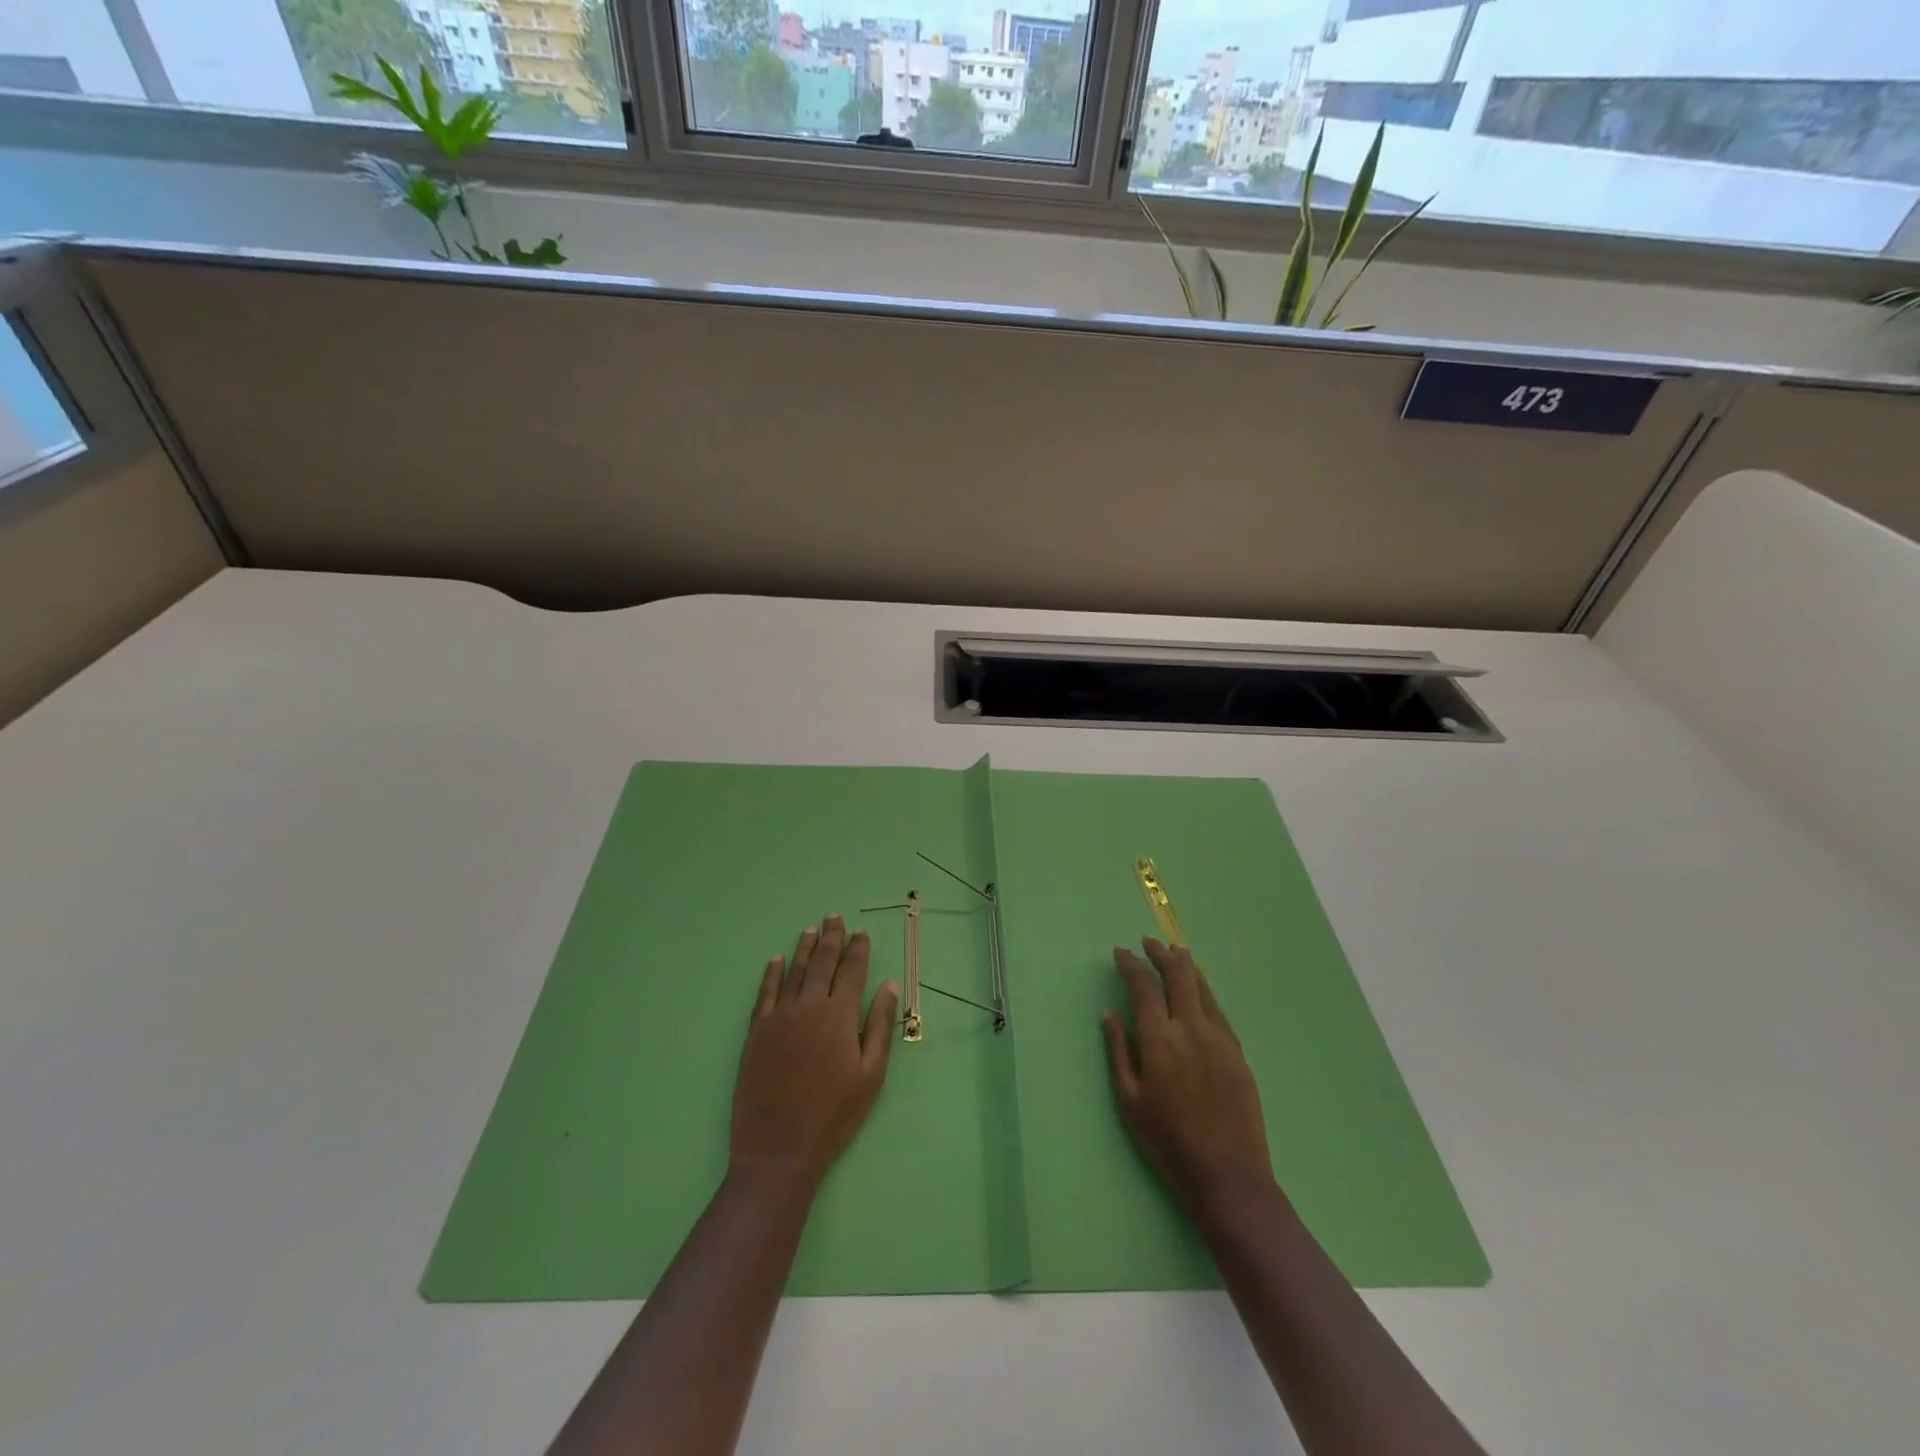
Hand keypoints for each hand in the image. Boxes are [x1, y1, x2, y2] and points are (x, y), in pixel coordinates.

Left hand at [731, 915, 899, 1192]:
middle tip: (834, 916)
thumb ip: (879, 1026)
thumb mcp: (870, 1075)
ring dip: (804, 948)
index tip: (861, 931)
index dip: (858, 948)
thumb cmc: (834, 1115)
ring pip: (793, 971)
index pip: (852, 970)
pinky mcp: (756, 1032)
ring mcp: (779, 1017)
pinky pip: (765, 992)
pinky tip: (776, 959)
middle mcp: (809, 1006)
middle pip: (822, 962)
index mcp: (840, 1015)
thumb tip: (889, 986)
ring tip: (811, 929)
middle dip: (831, 938)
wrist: (779, 1149)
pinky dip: (771, 973)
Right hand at [1102, 937, 1273, 1214]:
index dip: (1131, 964)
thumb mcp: (1129, 1099)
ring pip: (1203, 988)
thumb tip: (1109, 1014)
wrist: (1227, 1174)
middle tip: (1149, 942)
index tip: (1121, 952)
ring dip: (1187, 966)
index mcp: (1160, 1038)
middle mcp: (1191, 1028)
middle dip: (1161, 954)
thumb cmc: (1167, 1140)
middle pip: (1178, 976)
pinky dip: (1204, 991)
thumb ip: (1118, 1051)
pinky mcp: (1238, 1053)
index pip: (1144, 986)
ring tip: (1176, 951)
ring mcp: (1219, 1038)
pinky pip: (1218, 1010)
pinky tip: (1200, 991)